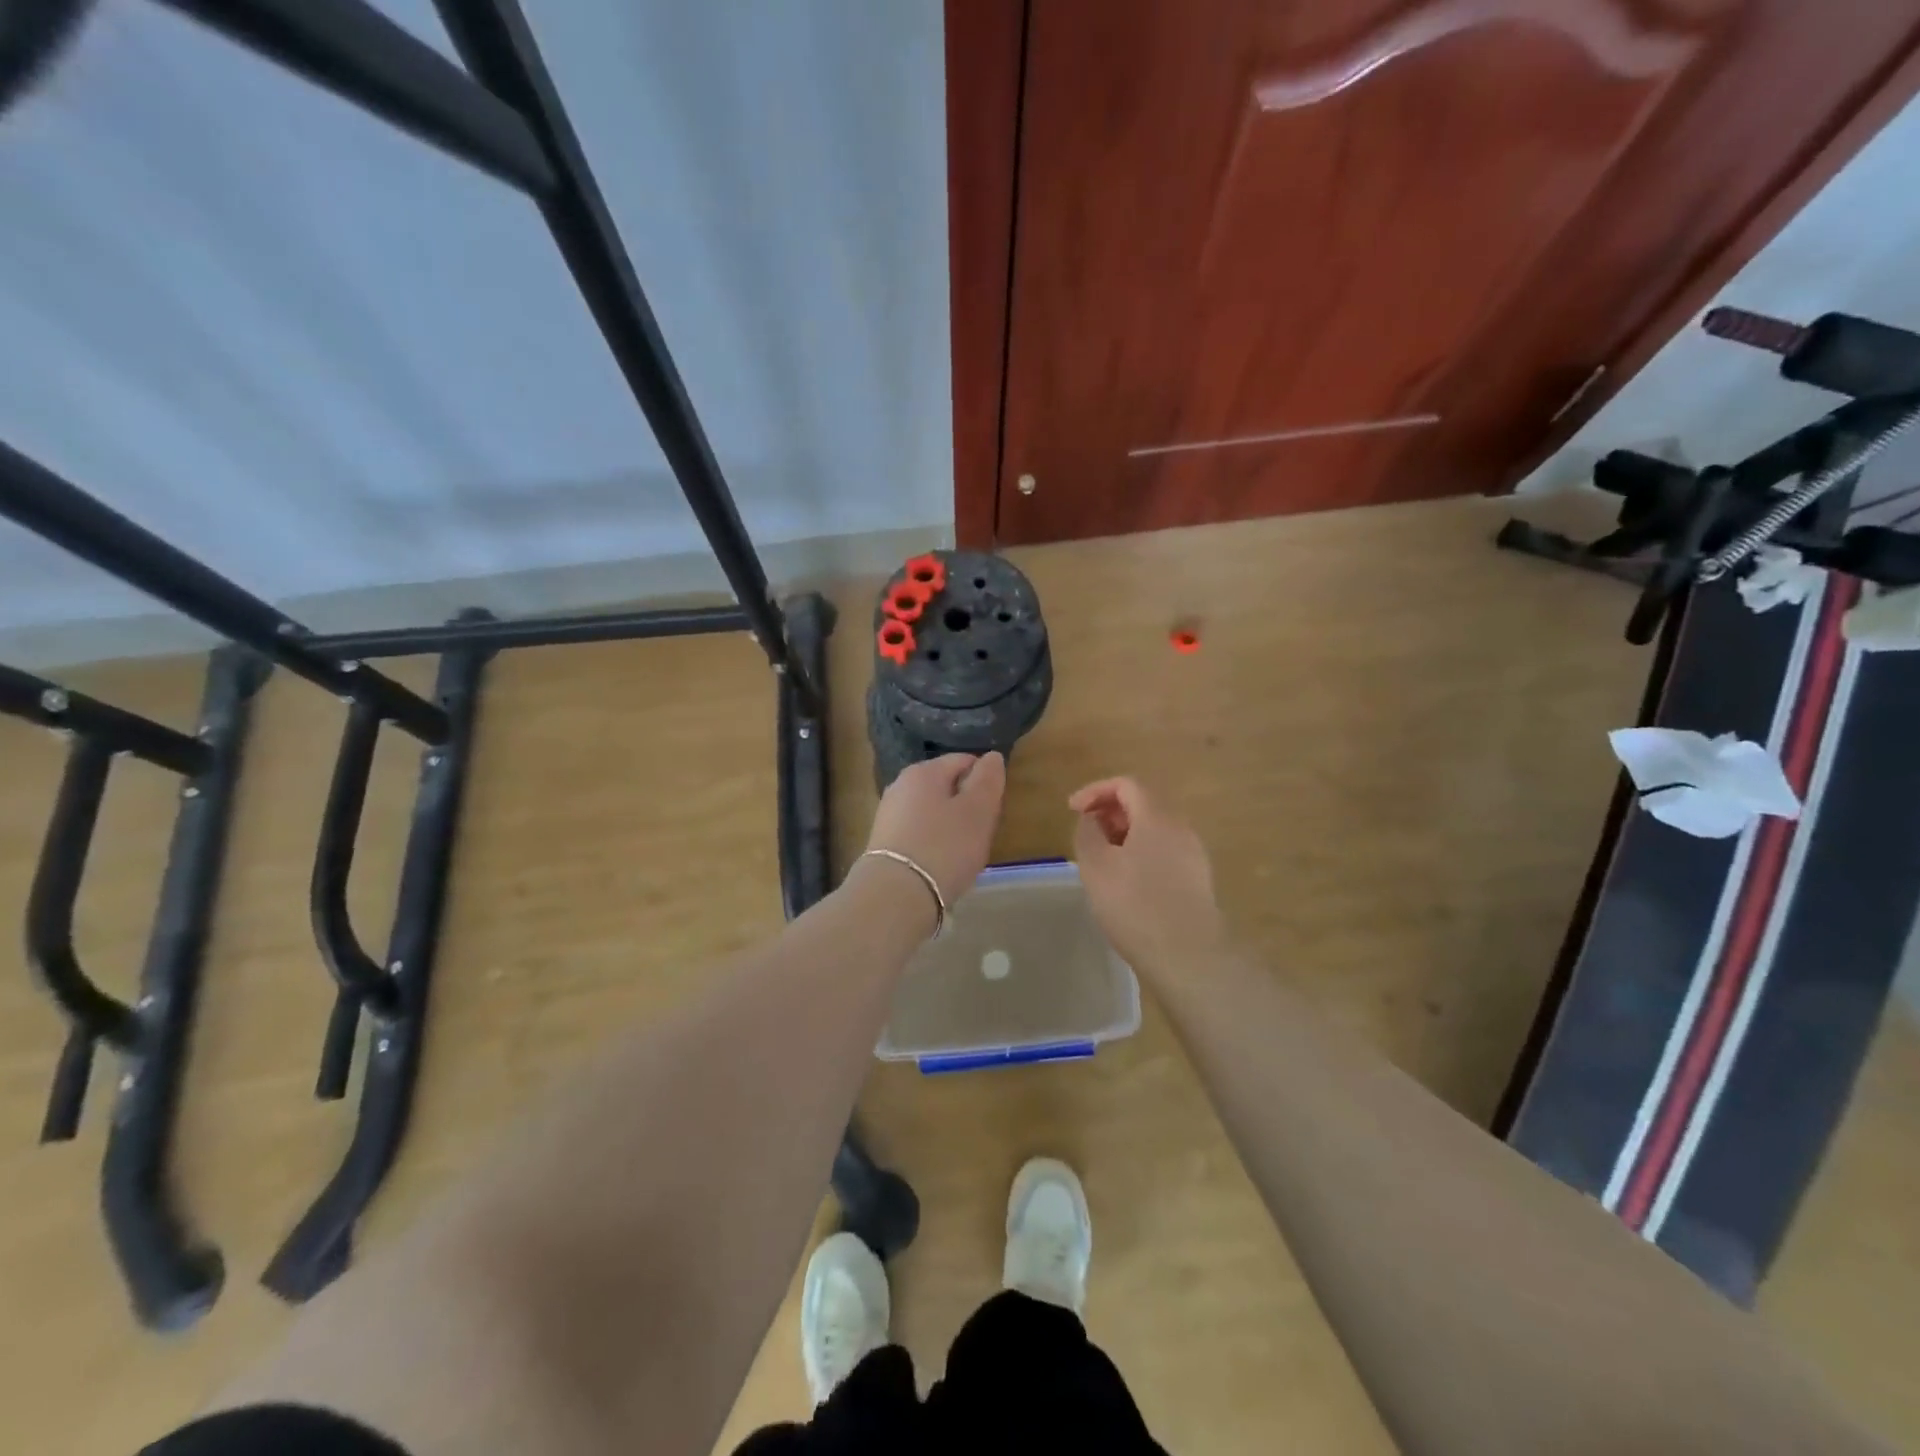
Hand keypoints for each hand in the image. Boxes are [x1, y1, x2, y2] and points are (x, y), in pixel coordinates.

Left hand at [864, 752, 1006, 905]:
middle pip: (946, 787)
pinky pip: (918, 833)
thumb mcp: (978, 811)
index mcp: (923, 771)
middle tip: (980, 835)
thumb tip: (991, 757)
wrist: (896, 895)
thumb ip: (987, 780)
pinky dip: (933, 844)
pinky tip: (940, 865)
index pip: (964, 761)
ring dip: (950, 827)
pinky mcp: (883, 842)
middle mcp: (900, 785)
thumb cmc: (944, 847)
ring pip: (932, 812)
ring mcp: (888, 814)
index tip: (992, 811)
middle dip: (966, 806)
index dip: (985, 782)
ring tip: (961, 854)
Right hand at [1070, 777, 1225, 976]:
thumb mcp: (1096, 866)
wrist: (1188, 955)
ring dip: (1124, 835)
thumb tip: (1091, 819)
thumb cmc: (1135, 905)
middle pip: (1143, 804)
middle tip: (1086, 834)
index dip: (1095, 790)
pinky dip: (1140, 853)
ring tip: (1102, 860)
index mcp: (1157, 817)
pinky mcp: (1197, 879)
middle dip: (1110, 812)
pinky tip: (1126, 882)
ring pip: (1154, 829)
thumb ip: (1088, 833)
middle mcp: (1181, 828)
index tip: (1073, 810)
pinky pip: (1164, 851)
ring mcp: (1193, 854)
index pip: (1126, 784)